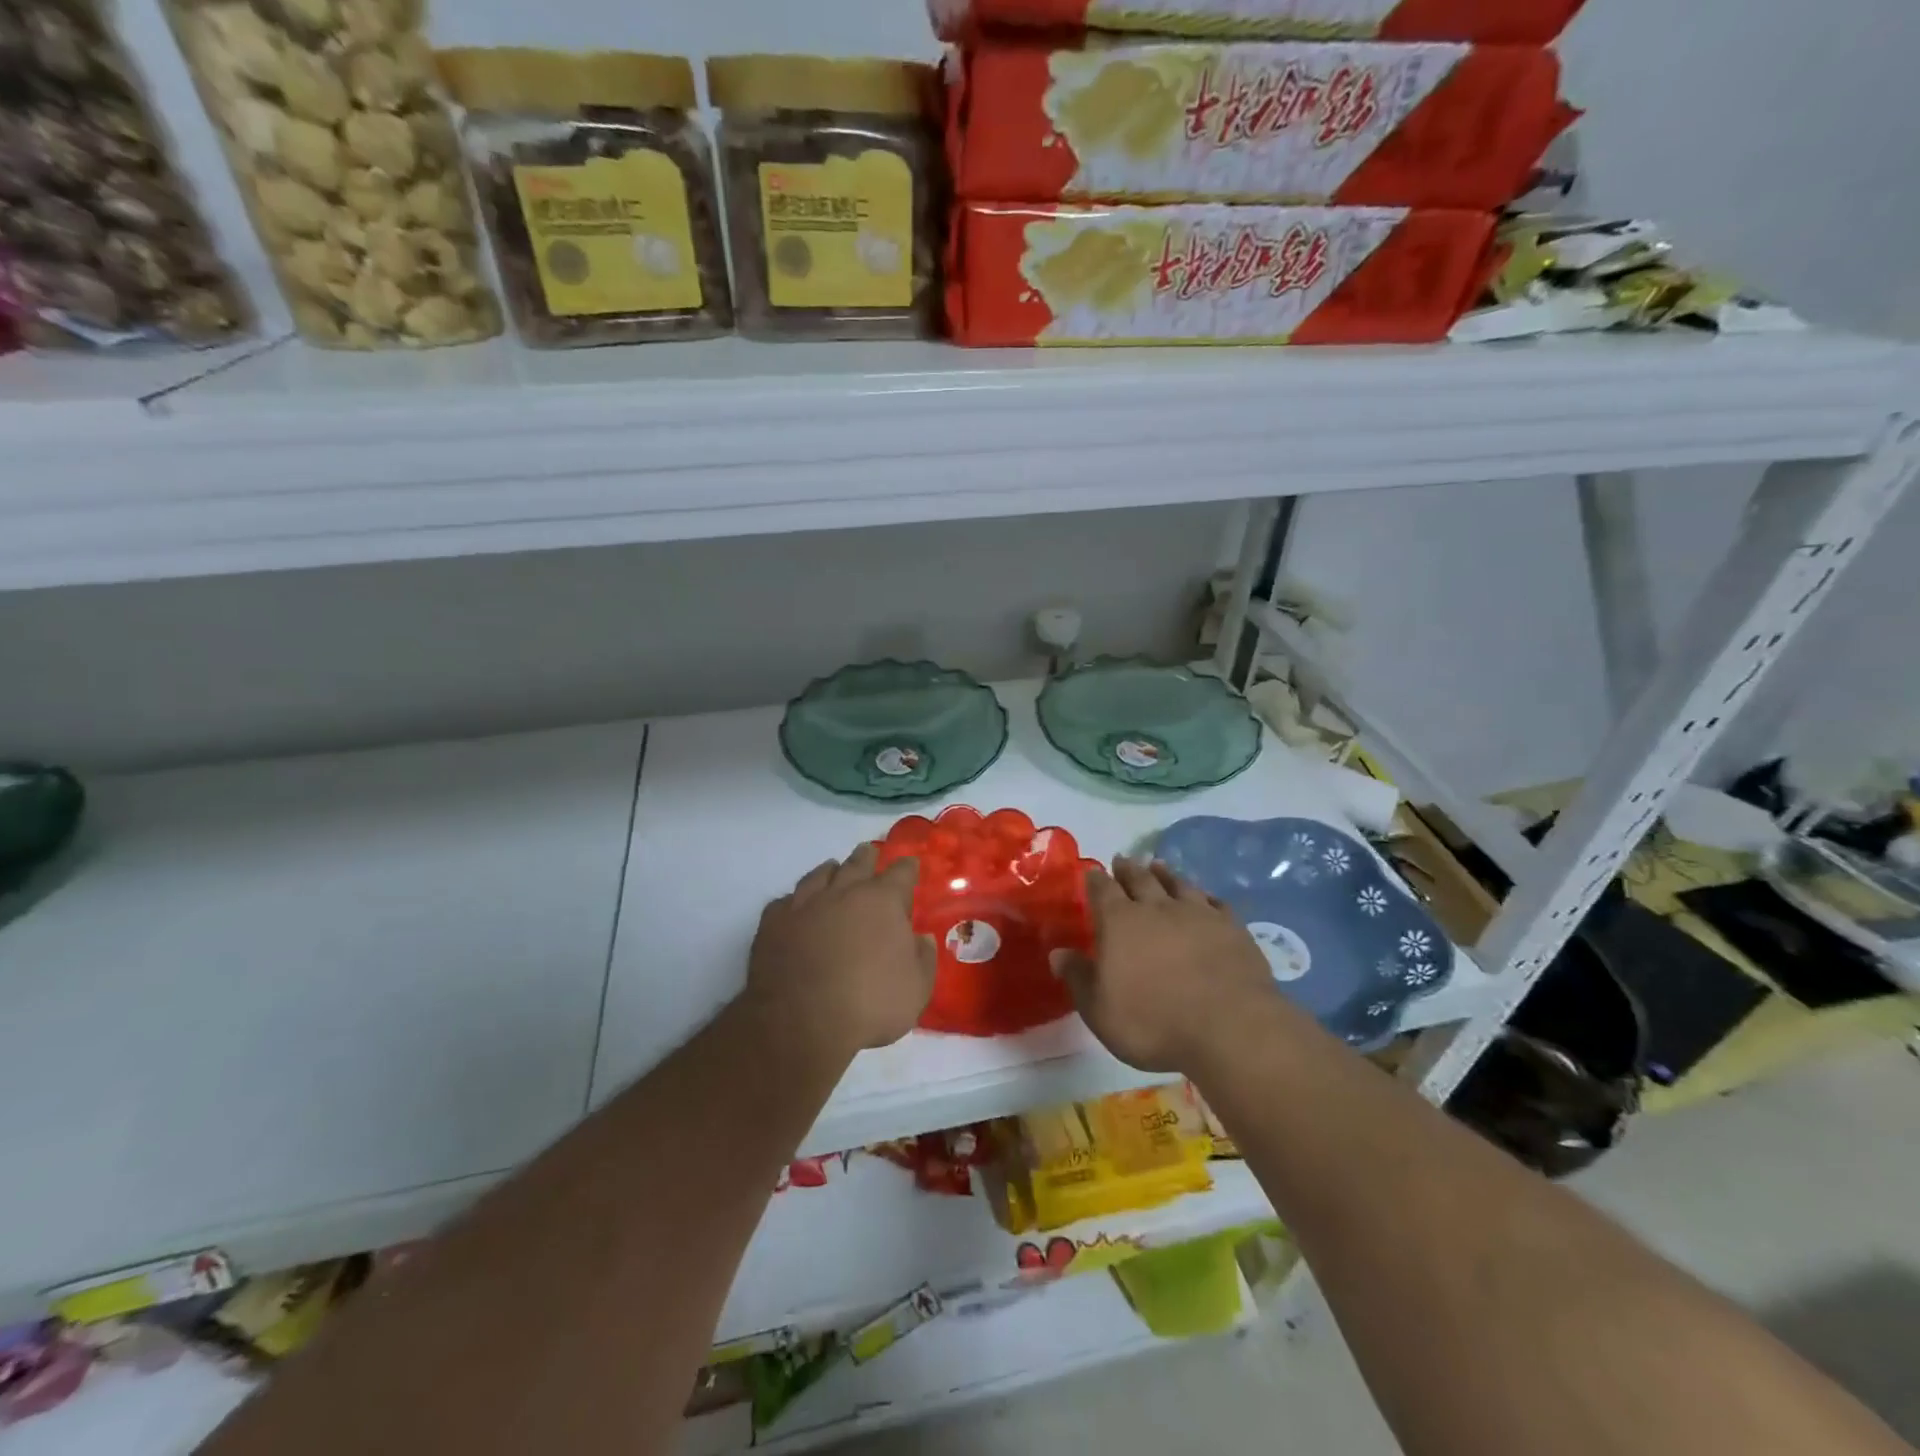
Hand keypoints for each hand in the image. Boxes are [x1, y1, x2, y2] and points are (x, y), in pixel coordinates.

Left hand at [747, 842, 936, 1060]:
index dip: (907, 868)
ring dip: (830, 871)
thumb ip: (923, 958)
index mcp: (883, 901)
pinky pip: (785, 901)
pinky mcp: (773, 923)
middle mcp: (844, 892)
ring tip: (833, 870)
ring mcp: (805, 904)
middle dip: (867, 858)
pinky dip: (795, 901)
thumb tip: (920, 939)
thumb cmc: (870, 1005)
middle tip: (869, 853)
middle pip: (857, 863)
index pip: (901, 872)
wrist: (802, 1023)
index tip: (910, 867)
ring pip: (819, 875)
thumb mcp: (917, 988)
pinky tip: (795, 907)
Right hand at [1051, 858, 1280, 1073]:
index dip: (1095, 880)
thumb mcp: (1100, 1010)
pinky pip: (1216, 903)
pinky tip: (1205, 897)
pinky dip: (1206, 896)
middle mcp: (1157, 908)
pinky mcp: (1232, 928)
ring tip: (1158, 864)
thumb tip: (1058, 953)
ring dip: (1166, 874)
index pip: (1102, 891)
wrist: (1229, 1027)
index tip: (1092, 872)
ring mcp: (1198, 914)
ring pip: (1178, 884)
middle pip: (1140, 879)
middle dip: (1128, 869)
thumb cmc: (1153, 1022)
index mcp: (1120, 922)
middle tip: (1123, 859)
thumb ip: (1079, 978)